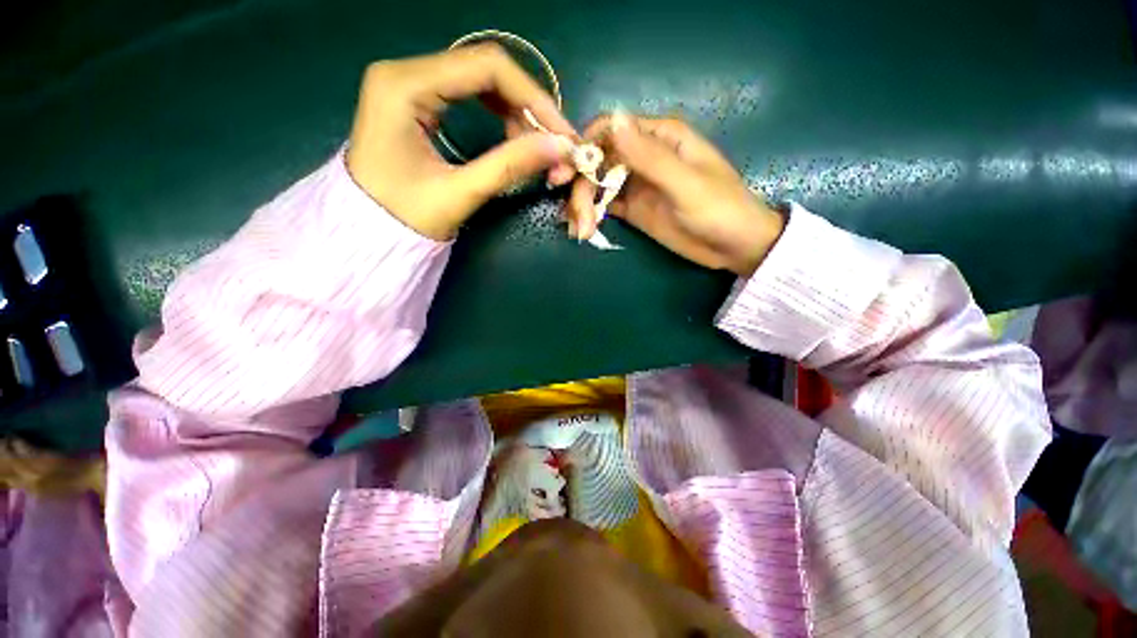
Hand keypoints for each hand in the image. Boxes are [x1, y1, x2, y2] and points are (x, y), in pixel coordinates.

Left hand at [347, 44, 577, 240]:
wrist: (367, 229)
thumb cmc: (404, 216)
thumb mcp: (460, 193)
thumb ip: (510, 166)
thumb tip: (559, 148)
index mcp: (404, 84)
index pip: (486, 66)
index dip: (533, 97)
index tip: (562, 132)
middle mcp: (405, 70)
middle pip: (485, 68)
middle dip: (527, 106)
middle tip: (552, 144)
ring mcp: (409, 82)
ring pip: (481, 80)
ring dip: (516, 112)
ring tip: (534, 147)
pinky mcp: (417, 98)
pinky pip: (470, 94)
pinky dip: (499, 115)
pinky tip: (513, 138)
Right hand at [568, 113, 784, 276]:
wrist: (733, 247)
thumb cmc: (719, 209)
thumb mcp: (685, 183)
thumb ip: (649, 156)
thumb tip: (614, 119)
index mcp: (659, 137)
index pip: (611, 129)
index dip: (584, 147)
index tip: (565, 173)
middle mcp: (643, 156)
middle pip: (599, 160)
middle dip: (580, 185)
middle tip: (573, 215)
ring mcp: (637, 184)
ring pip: (598, 185)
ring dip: (584, 204)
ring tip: (581, 230)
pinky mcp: (635, 208)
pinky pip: (606, 205)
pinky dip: (592, 214)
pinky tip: (584, 228)